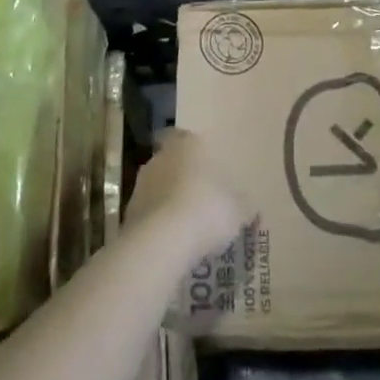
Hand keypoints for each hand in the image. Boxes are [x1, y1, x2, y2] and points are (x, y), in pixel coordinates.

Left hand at [124, 129, 250, 264]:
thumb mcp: (238, 209)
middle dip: (182, 177)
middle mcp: (161, 157)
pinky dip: (158, 224)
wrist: (163, 241)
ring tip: (187, 225)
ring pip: (158, 188)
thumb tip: (250, 207)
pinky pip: (149, 214)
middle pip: (172, 162)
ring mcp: (141, 184)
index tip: (205, 166)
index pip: (186, 137)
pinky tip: (173, 242)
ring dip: (168, 201)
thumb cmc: (207, 209)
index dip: (195, 151)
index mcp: (189, 144)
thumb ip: (243, 205)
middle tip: (200, 197)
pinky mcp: (129, 213)